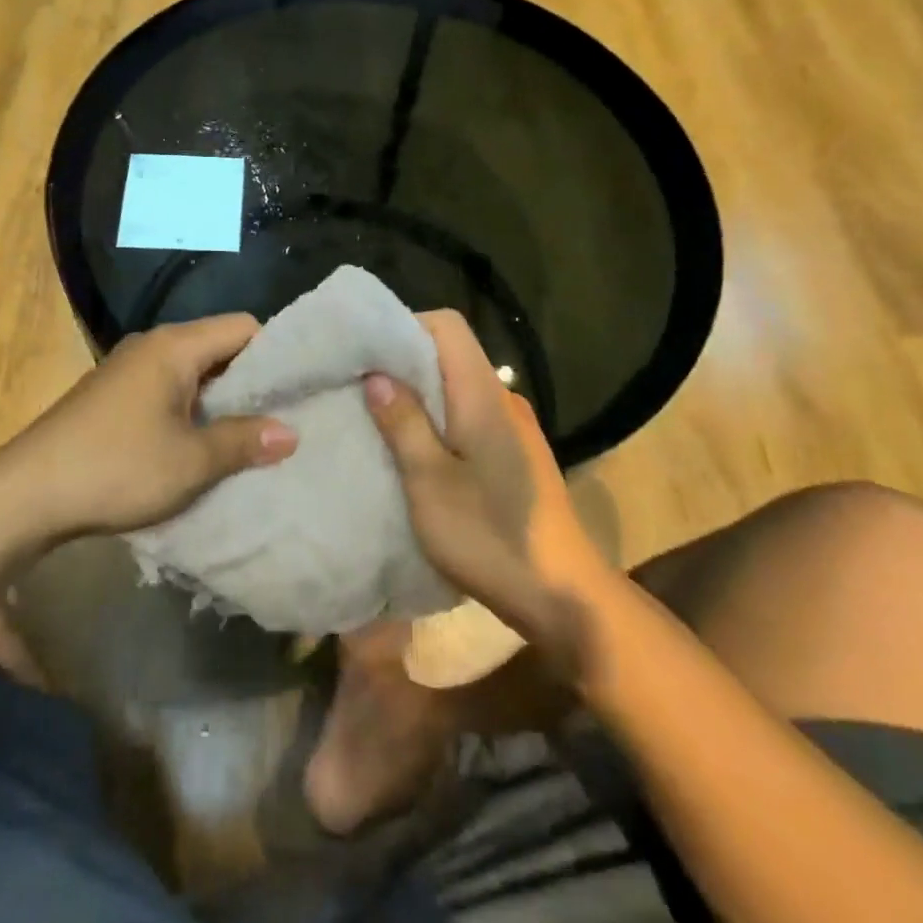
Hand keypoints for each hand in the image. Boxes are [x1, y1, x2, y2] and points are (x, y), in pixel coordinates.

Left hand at [0, 315, 297, 538]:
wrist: (26, 493)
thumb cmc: (116, 467)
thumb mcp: (190, 461)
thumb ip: (243, 441)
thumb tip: (290, 433)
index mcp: (175, 346)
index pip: (244, 327)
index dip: (277, 352)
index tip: (300, 387)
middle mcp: (152, 346)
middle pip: (219, 347)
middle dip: (251, 380)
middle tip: (283, 416)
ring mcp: (128, 370)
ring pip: (193, 372)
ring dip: (220, 400)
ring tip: (250, 436)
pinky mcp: (113, 395)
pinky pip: (168, 390)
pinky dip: (191, 410)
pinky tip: (201, 444)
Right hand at [364, 312, 609, 667]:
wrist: (564, 596)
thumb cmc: (490, 535)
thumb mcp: (430, 482)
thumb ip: (404, 423)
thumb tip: (376, 375)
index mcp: (483, 394)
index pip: (448, 326)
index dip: (405, 327)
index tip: (366, 353)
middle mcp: (502, 399)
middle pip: (450, 354)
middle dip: (403, 363)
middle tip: (358, 386)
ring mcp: (513, 428)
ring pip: (457, 388)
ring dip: (419, 396)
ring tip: (378, 418)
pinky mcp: (515, 454)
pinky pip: (469, 416)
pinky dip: (438, 421)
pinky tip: (416, 452)